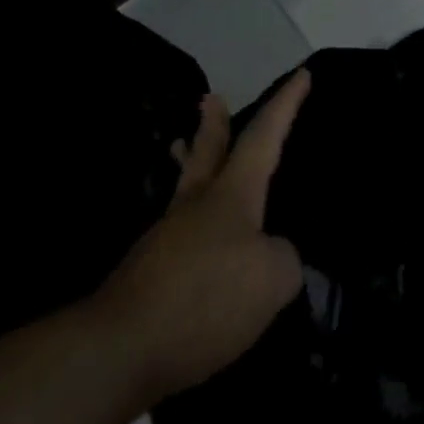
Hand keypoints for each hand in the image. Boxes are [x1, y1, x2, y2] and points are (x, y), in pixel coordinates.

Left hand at [99, 70, 307, 402]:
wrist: (122, 349)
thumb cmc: (207, 297)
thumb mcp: (273, 278)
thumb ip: (284, 259)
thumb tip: (273, 257)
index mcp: (232, 194)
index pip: (264, 137)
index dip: (286, 105)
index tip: (301, 74)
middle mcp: (197, 205)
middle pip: (208, 153)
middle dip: (214, 125)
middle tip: (210, 98)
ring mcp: (167, 239)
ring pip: (186, 189)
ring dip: (190, 164)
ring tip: (184, 148)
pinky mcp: (148, 276)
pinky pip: (178, 235)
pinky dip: (190, 224)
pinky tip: (197, 243)